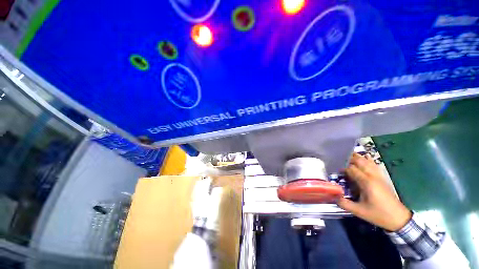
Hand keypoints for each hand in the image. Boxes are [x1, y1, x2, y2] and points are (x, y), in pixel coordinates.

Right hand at [337, 153, 411, 230]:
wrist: (399, 218)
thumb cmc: (378, 214)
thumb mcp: (359, 212)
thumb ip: (344, 203)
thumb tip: (333, 196)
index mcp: (366, 182)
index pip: (351, 169)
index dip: (342, 167)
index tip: (334, 169)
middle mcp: (372, 176)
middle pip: (359, 161)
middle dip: (348, 158)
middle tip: (338, 159)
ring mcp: (378, 176)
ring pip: (367, 162)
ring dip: (357, 157)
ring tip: (348, 155)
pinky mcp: (382, 178)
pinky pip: (374, 165)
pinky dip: (368, 160)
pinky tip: (365, 157)